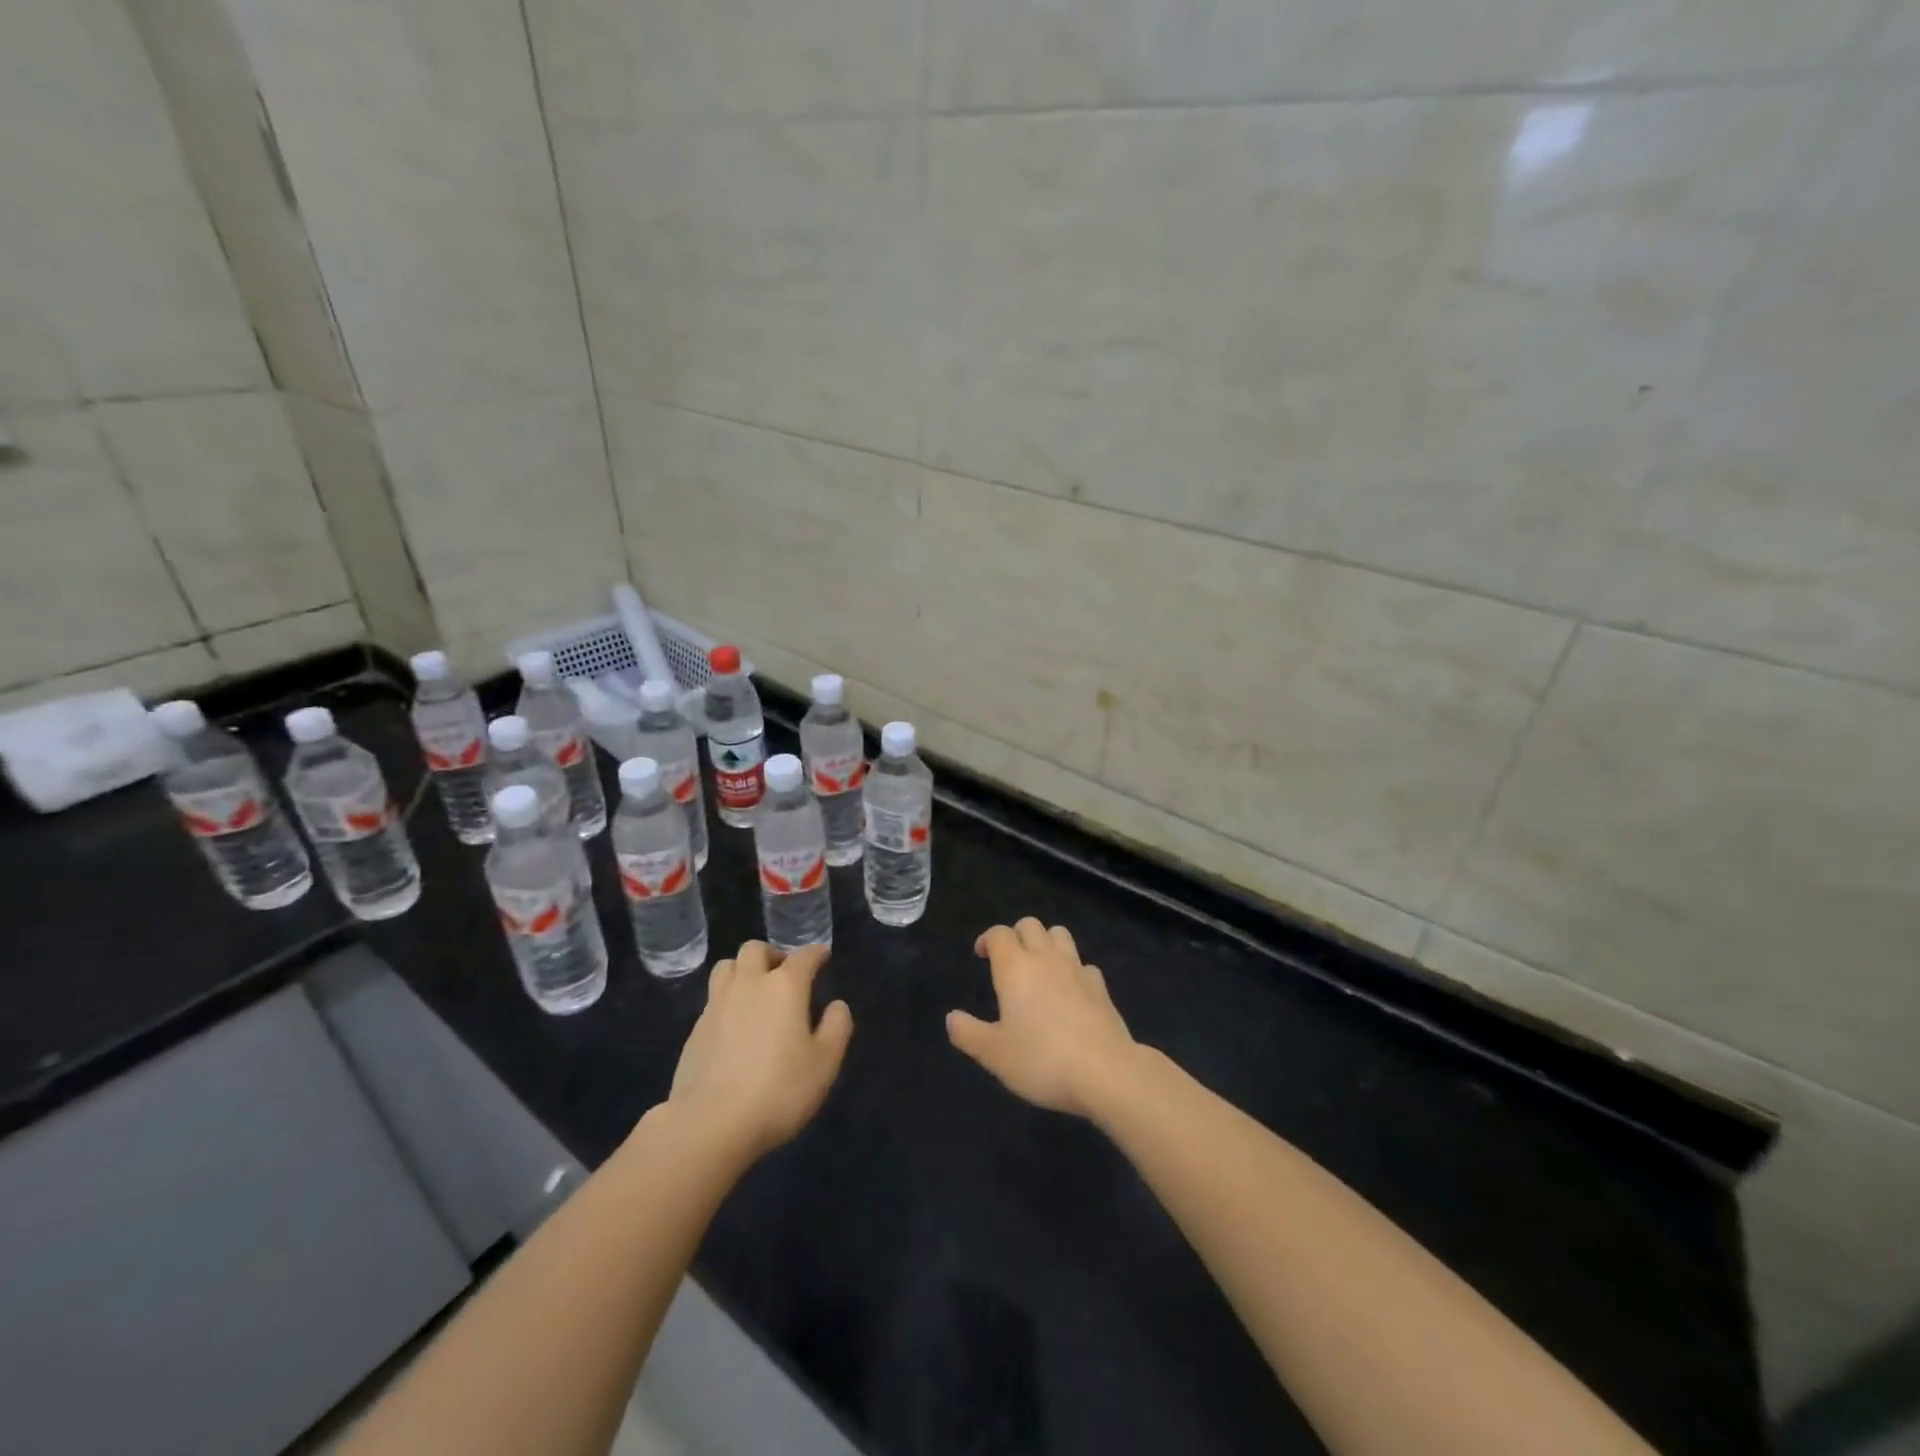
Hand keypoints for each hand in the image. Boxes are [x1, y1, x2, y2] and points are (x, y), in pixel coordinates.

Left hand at [665, 941, 852, 1164]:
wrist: (710, 1125)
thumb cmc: (778, 1091)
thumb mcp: (825, 1064)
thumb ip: (837, 1028)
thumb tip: (836, 1005)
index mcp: (784, 987)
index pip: (803, 956)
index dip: (816, 953)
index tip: (823, 955)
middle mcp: (748, 985)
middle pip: (755, 949)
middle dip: (773, 955)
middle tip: (784, 976)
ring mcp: (717, 1005)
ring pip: (727, 967)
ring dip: (744, 970)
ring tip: (756, 993)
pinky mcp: (695, 1030)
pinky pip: (713, 998)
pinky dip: (728, 1000)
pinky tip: (736, 1026)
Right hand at [947, 918, 1137, 1117]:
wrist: (1105, 1071)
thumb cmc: (1042, 1060)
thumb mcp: (994, 1054)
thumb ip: (969, 1033)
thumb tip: (952, 1018)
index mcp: (1015, 968)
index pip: (999, 934)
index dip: (987, 939)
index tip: (981, 954)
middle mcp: (1046, 959)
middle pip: (1030, 925)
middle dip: (1016, 935)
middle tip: (1008, 960)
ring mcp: (1077, 969)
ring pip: (1060, 934)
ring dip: (1046, 942)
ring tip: (1039, 967)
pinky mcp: (1101, 987)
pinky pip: (1083, 964)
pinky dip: (1073, 969)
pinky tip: (1070, 991)